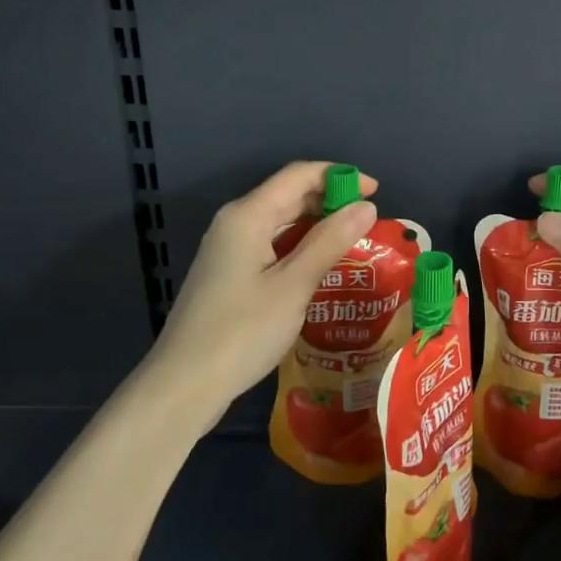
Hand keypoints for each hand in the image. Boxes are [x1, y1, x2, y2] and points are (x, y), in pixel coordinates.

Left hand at [146, 161, 379, 426]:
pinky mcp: (229, 273)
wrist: (183, 385)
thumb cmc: (242, 331)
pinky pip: (271, 244)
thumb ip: (330, 241)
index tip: (376, 192)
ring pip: (280, 221)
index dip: (339, 176)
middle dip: (330, 200)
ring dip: (317, 225)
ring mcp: (228, 248)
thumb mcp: (294, 285)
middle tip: (369, 222)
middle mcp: (235, 222)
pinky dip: (300, 246)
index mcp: (248, 215)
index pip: (299, 175)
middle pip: (289, 195)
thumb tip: (366, 207)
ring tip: (354, 242)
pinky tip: (321, 267)